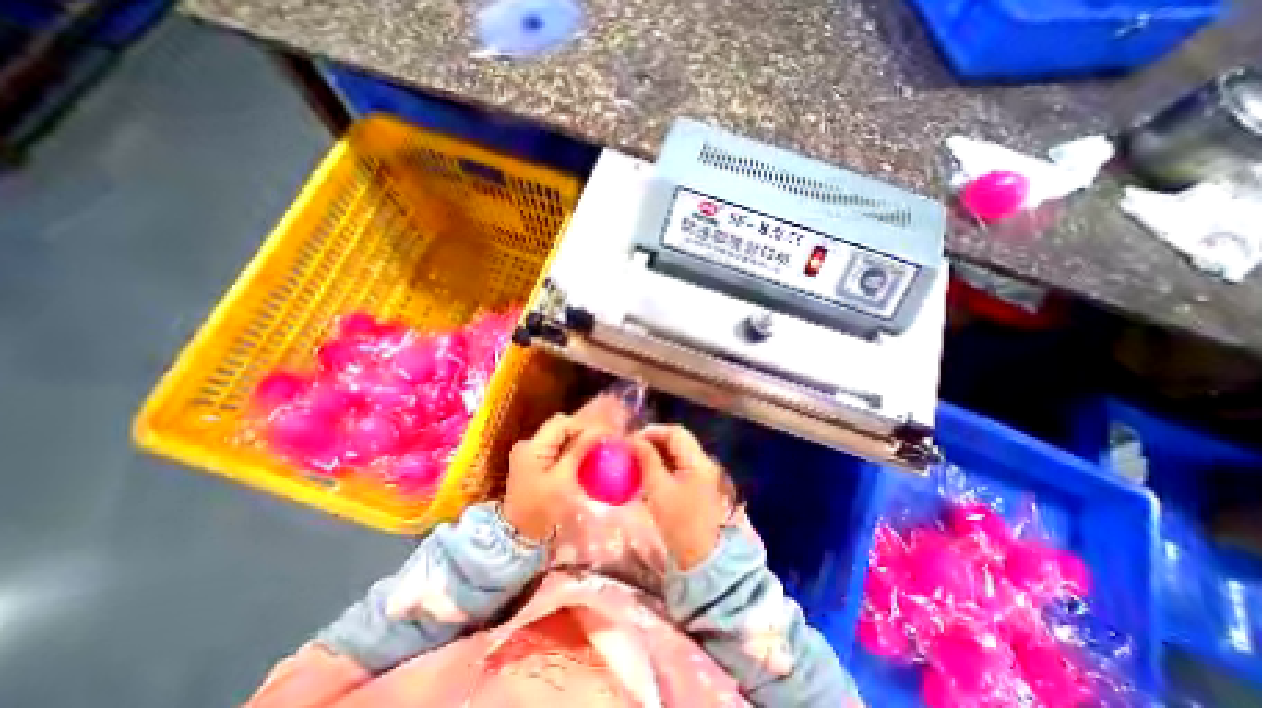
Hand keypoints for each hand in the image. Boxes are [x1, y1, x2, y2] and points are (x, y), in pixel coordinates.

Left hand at [503, 414, 599, 541]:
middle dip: (581, 432)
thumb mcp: (563, 480)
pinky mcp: (531, 463)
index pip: (562, 423)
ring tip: (594, 449)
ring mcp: (528, 454)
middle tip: (600, 443)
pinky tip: (581, 459)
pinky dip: (569, 450)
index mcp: (532, 446)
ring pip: (558, 437)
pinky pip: (554, 448)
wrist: (518, 537)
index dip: (583, 426)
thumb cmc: (541, 510)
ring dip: (576, 441)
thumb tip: (599, 431)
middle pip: (559, 427)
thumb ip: (579, 451)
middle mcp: (527, 445)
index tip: (603, 435)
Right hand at [632, 426, 739, 568]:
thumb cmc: (678, 521)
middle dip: (653, 441)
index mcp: (697, 460)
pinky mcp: (696, 484)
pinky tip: (647, 473)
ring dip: (657, 452)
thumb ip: (647, 459)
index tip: (633, 439)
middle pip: (677, 440)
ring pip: (676, 452)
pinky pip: (678, 465)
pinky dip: (662, 464)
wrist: (698, 556)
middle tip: (632, 449)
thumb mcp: (658, 488)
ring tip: (637, 460)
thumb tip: (634, 440)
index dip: (653, 431)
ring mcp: (700, 473)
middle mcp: (702, 462)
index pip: (676, 432)